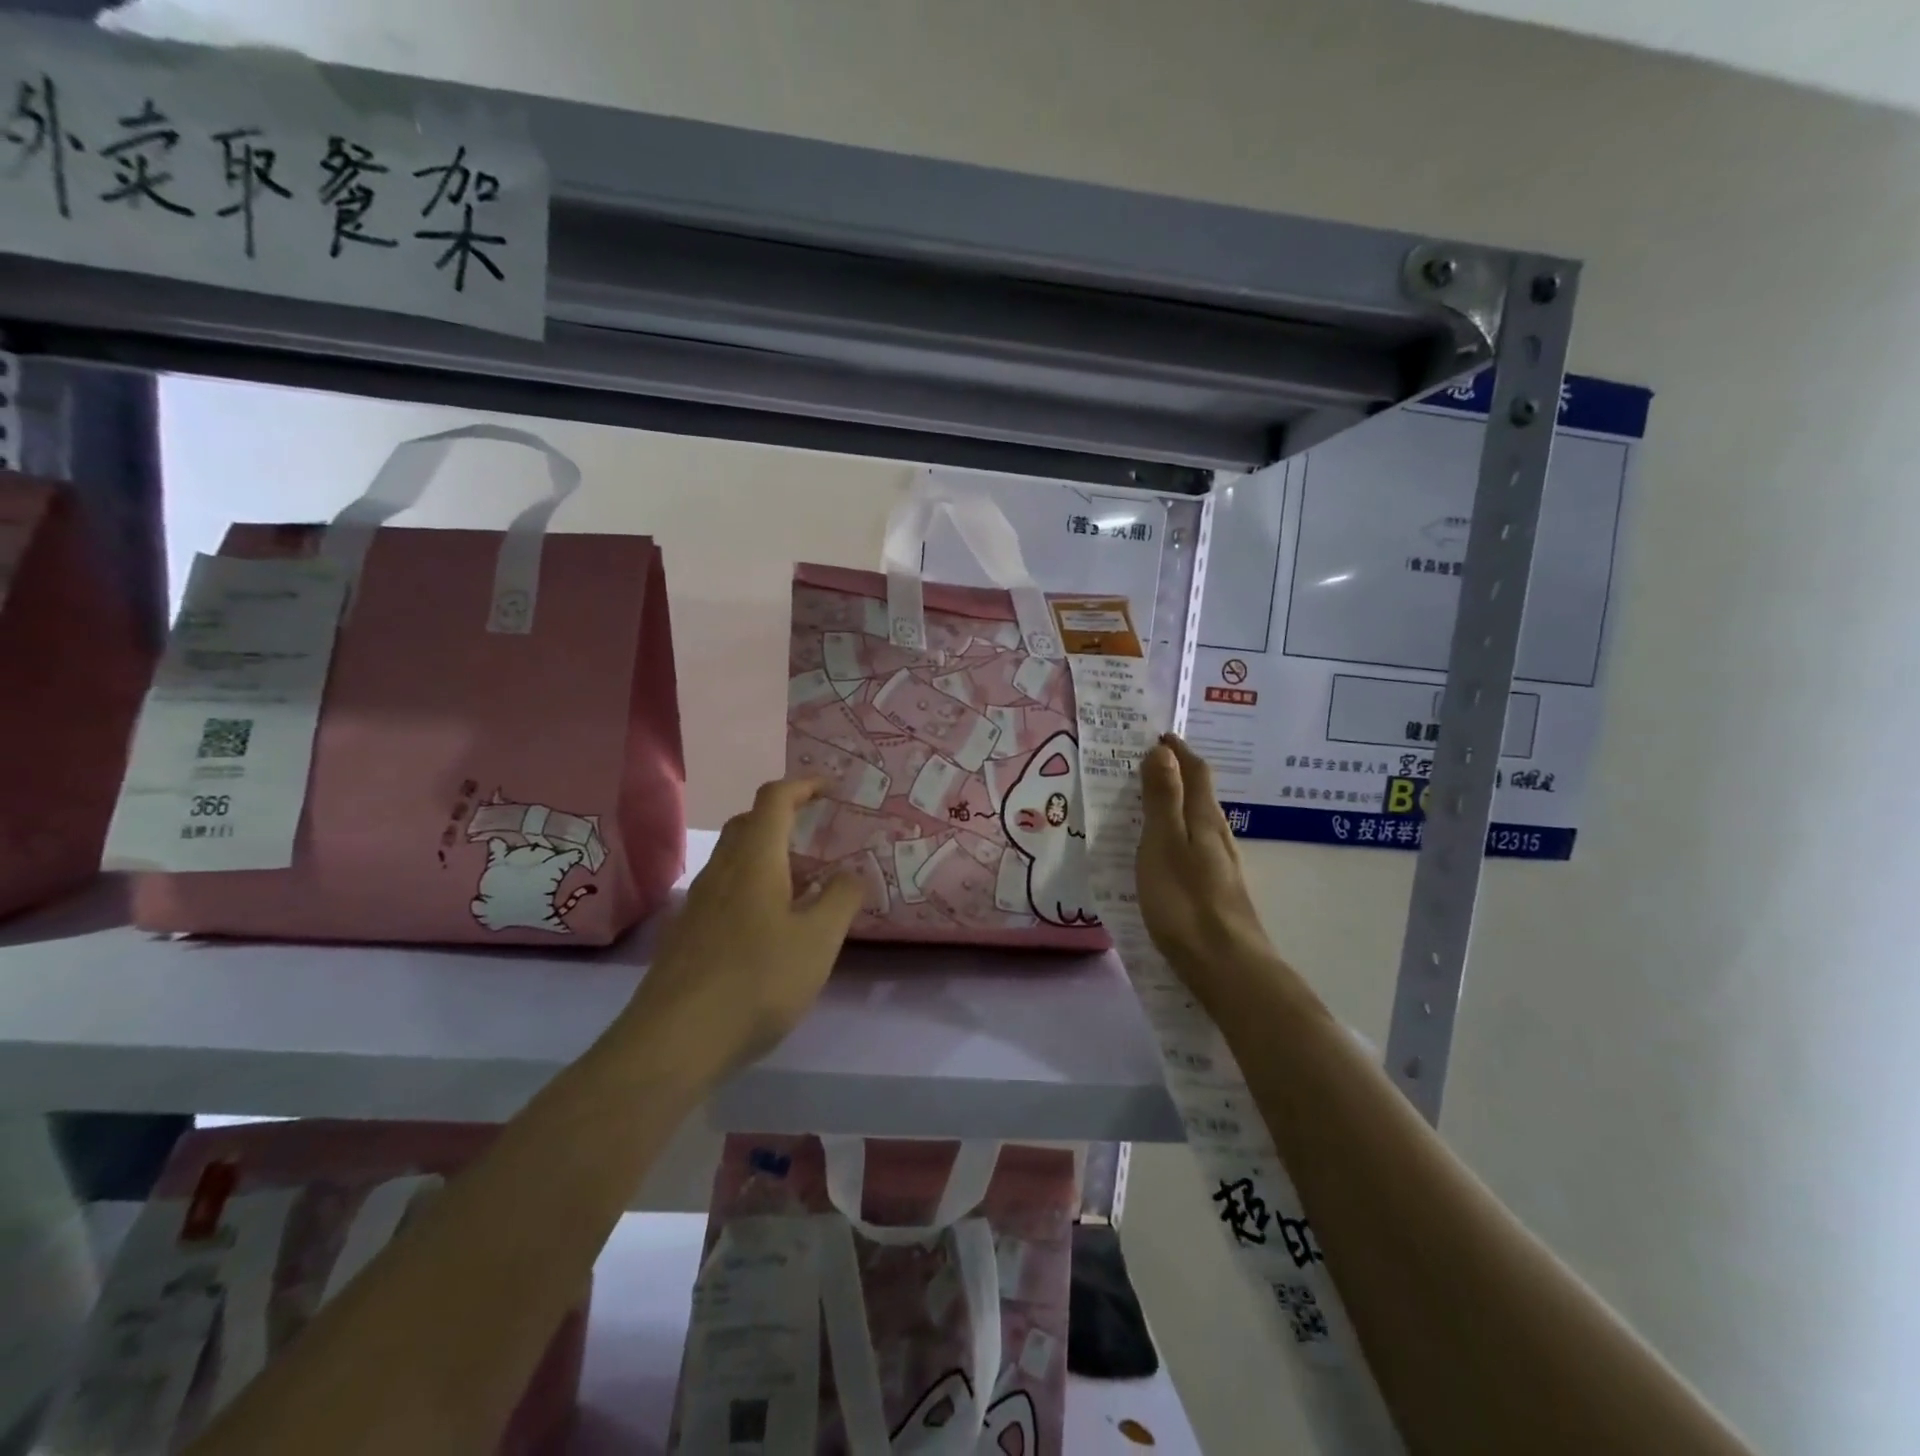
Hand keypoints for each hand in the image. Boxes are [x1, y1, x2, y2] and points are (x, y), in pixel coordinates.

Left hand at [626, 779, 863, 1081]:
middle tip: (819, 835)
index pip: (775, 799)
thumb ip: (841, 899)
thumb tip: (850, 874)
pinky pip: (725, 890)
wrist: (674, 1041)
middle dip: (784, 818)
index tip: (831, 788)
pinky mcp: (688, 934)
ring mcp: (699, 902)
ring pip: (735, 859)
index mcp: (755, 859)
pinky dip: (752, 887)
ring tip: (803, 883)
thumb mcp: (818, 940)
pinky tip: (770, 926)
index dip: (804, 785)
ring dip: (768, 855)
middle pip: (749, 823)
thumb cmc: (757, 980)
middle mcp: (722, 870)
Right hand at [1137, 735, 1280, 1006]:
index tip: (1157, 735)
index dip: (1178, 751)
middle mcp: (1218, 836)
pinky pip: (1195, 847)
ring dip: (1177, 805)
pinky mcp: (1218, 890)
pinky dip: (1177, 834)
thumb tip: (1162, 751)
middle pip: (1201, 794)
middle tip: (1145, 765)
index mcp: (1204, 819)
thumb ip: (1163, 799)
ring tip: (1148, 803)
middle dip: (1177, 774)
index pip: (1196, 771)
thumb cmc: (1185, 901)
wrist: (1226, 966)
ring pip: (1199, 821)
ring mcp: (1221, 865)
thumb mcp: (1163, 844)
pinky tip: (1165, 852)